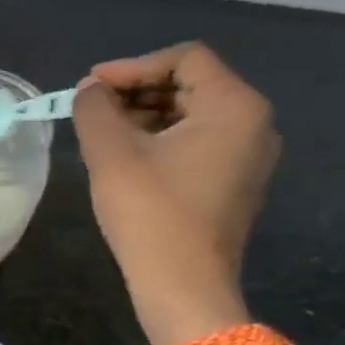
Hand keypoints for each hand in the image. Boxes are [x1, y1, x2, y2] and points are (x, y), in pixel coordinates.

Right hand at [70, 42, 278, 344]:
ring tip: (102, 132)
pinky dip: (161, 138)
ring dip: (144, 114)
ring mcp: (249, 155)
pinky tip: (125, 156)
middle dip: (136, 90)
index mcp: (234, 106)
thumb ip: (95, 108)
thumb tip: (90, 90)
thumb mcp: (111, 153)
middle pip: (191, 83)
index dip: (132, 66)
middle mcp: (254, 123)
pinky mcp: (236, 181)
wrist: (183, 286)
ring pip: (192, 112)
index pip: (184, 58)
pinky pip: (198, 140)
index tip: (91, 87)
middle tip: (92, 108)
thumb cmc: (150, 213)